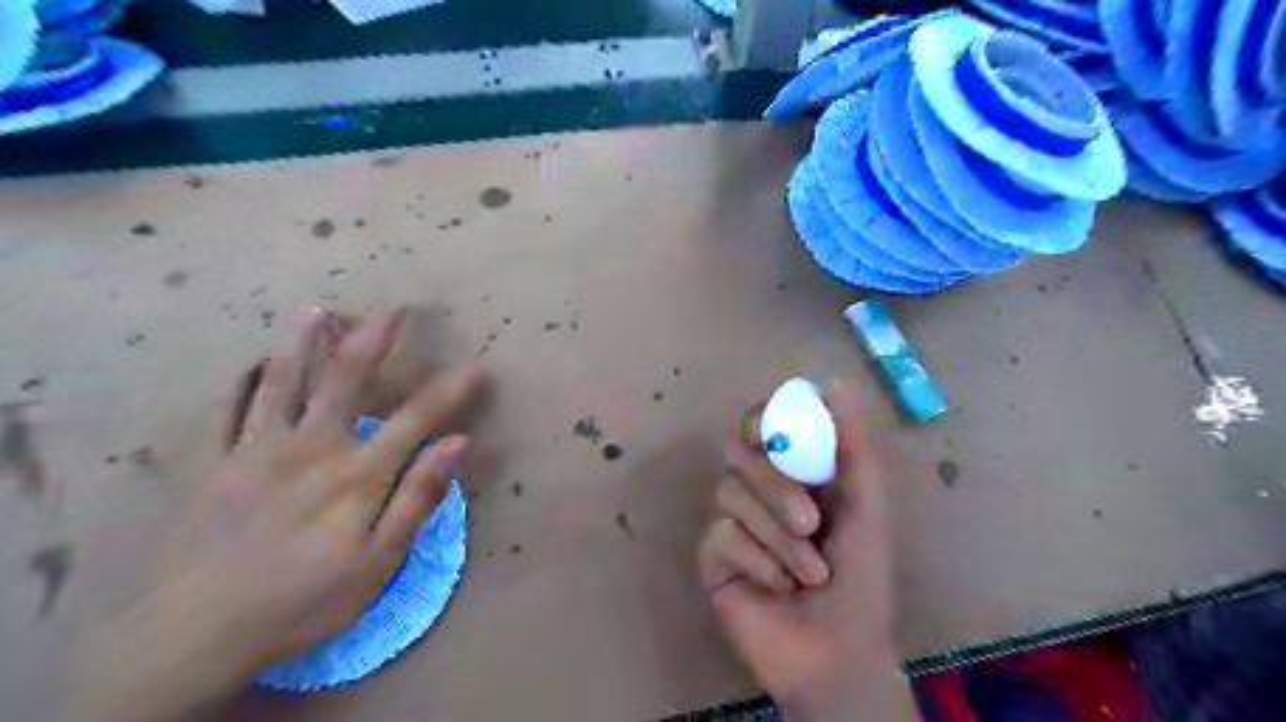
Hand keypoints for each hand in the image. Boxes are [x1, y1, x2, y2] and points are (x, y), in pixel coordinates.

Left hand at [63, 307, 483, 720]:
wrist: (193, 634)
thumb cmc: (303, 600)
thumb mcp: (378, 561)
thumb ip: (417, 497)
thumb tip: (457, 444)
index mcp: (356, 474)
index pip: (415, 419)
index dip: (449, 390)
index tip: (474, 367)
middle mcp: (310, 447)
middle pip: (346, 380)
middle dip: (374, 339)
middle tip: (393, 307)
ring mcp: (255, 450)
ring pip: (282, 382)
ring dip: (303, 342)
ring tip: (316, 310)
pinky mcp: (211, 463)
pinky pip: (226, 410)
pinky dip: (241, 381)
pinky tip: (250, 363)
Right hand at [699, 380, 918, 720]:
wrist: (839, 653)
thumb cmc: (862, 579)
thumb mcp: (867, 507)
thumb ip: (853, 446)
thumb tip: (834, 382)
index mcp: (794, 472)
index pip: (762, 425)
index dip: (762, 421)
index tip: (773, 435)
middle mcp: (757, 488)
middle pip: (738, 453)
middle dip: (775, 486)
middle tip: (811, 522)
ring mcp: (731, 520)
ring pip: (729, 494)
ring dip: (778, 537)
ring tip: (810, 574)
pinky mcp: (712, 555)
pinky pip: (723, 535)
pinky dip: (760, 561)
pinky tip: (778, 588)